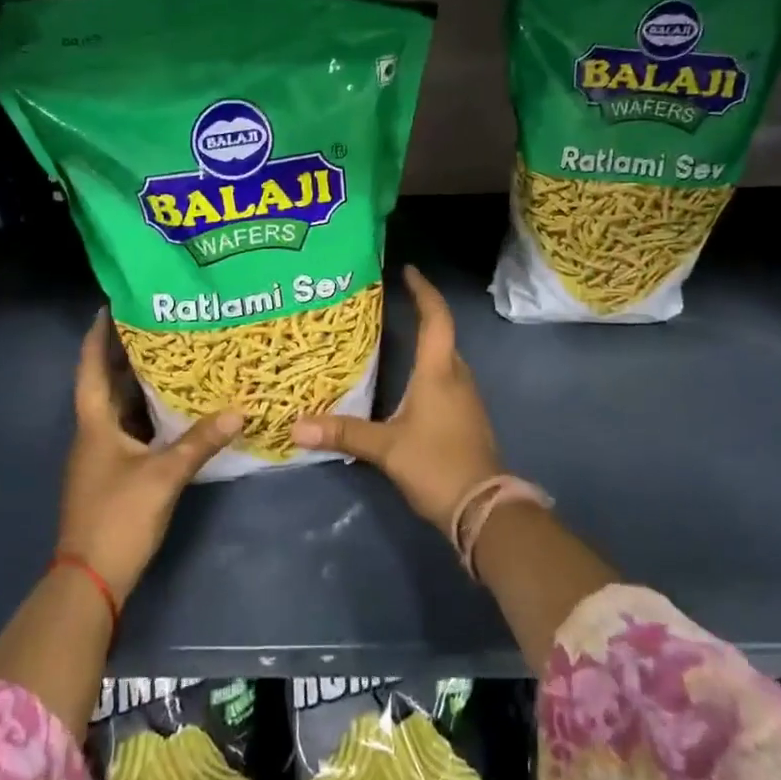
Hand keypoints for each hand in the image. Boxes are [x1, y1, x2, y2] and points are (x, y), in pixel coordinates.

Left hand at [59, 311, 242, 599]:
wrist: (91, 580)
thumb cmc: (118, 517)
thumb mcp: (163, 475)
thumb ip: (200, 441)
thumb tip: (239, 409)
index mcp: (95, 424)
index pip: (92, 367)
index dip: (99, 335)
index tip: (114, 305)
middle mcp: (94, 433)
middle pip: (108, 384)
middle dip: (128, 353)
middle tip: (161, 323)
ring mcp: (103, 456)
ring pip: (122, 408)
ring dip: (141, 383)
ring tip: (174, 356)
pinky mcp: (115, 474)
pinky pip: (133, 430)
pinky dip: (150, 414)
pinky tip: (176, 408)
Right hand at [291, 266, 500, 536]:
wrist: (483, 509)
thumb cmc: (436, 465)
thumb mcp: (385, 448)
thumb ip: (343, 433)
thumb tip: (297, 426)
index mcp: (438, 372)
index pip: (436, 318)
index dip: (424, 291)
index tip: (408, 271)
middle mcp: (456, 376)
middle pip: (441, 334)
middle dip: (419, 313)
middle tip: (387, 304)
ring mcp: (465, 397)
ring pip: (443, 358)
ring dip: (422, 343)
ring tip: (390, 337)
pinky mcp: (465, 417)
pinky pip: (444, 379)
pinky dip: (425, 369)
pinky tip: (404, 382)